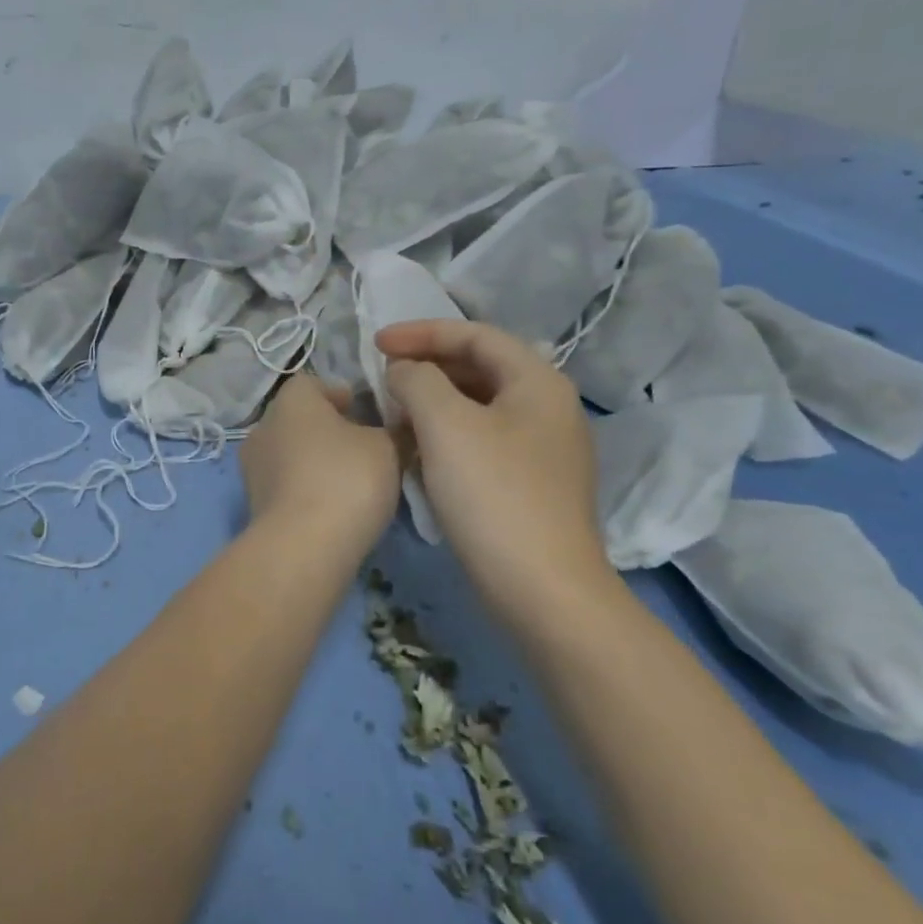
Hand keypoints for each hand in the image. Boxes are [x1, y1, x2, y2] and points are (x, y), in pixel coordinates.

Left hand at [239, 376, 400, 556]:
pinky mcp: (254, 504)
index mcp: (291, 400)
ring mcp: (253, 468)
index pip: (314, 384)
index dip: (342, 395)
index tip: (368, 414)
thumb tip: (395, 428)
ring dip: (316, 462)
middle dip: (329, 431)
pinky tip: (333, 509)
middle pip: (301, 419)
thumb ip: (392, 430)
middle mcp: (263, 426)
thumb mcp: (388, 447)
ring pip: (291, 454)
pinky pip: (286, 486)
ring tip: (352, 484)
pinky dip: (306, 490)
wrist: (303, 547)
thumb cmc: (346, 479)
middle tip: (365, 449)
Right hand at [375, 320, 611, 615]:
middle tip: (382, 378)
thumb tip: (404, 373)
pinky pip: (481, 440)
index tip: (375, 343)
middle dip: (426, 367)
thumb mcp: (446, 425)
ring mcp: (542, 450)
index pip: (475, 336)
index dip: (422, 332)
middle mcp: (547, 408)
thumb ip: (418, 381)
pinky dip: (446, 435)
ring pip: (478, 407)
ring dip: (433, 402)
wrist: (542, 591)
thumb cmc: (493, 496)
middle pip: (479, 368)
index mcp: (538, 382)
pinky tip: (417, 452)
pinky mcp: (529, 485)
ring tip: (393, 414)